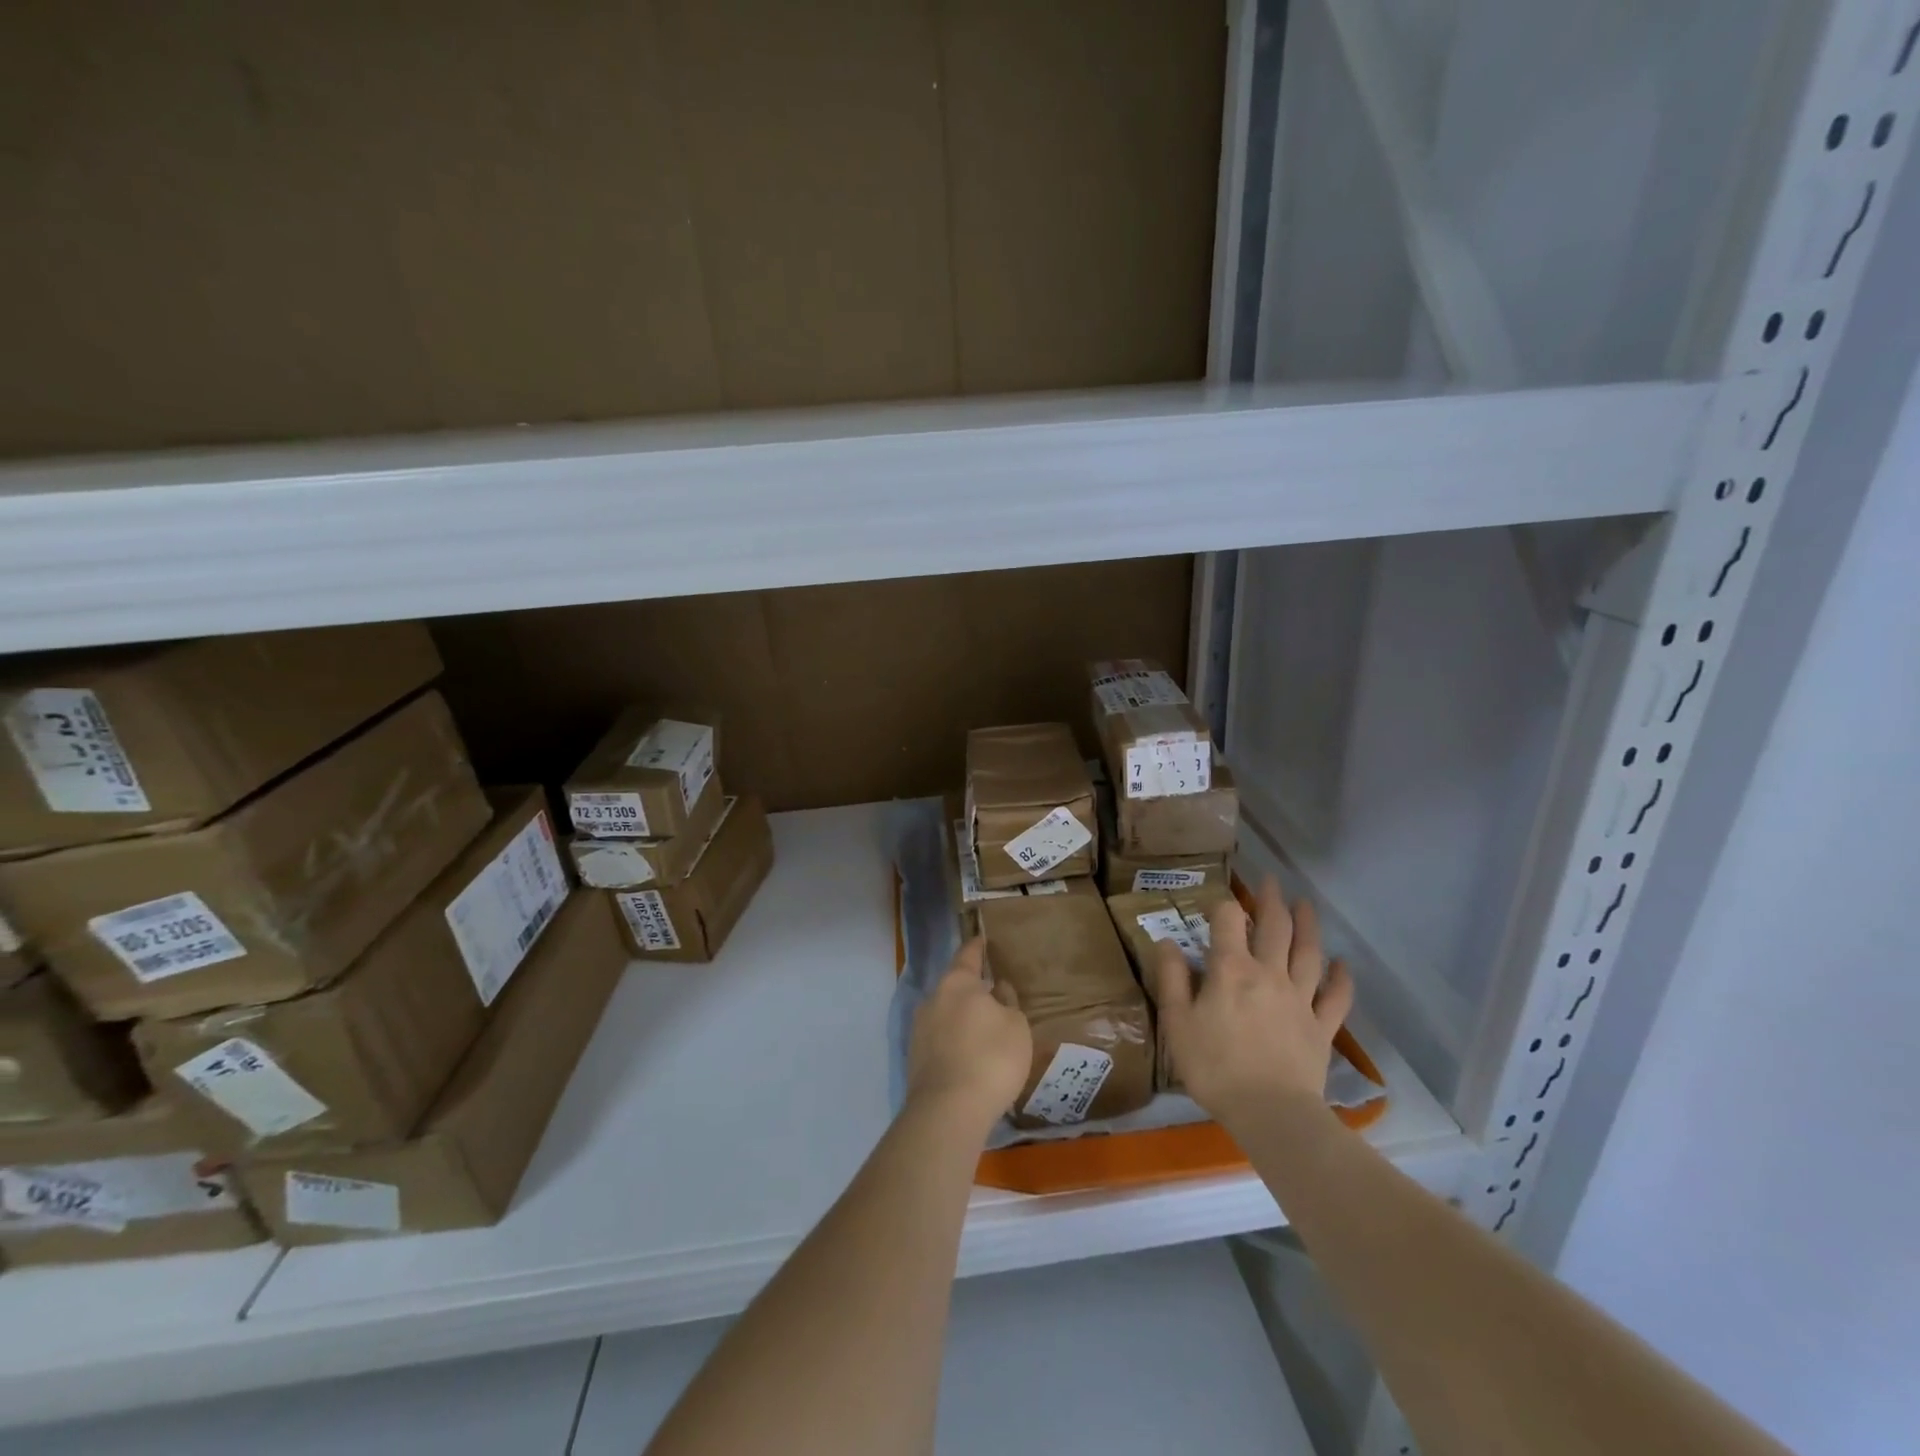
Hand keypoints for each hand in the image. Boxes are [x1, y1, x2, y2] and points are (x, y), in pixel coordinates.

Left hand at [908, 938, 1032, 1136]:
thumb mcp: (1016, 1026)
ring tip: (983, 1031)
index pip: (967, 955)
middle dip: (971, 990)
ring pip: (945, 1014)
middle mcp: (932, 998)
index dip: (977, 947)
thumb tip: (997, 990)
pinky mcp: (915, 1058)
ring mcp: (919, 1029)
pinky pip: (939, 1040)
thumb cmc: (991, 1058)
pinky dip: (954, 1042)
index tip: (982, 939)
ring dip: (961, 1018)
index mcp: (957, 983)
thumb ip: (1008, 1003)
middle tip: (992, 995)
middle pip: (954, 986)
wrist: (948, 1111)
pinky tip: (969, 1057)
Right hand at [1153, 879, 1353, 1130]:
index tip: (1219, 902)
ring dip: (1308, 925)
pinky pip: (1335, 997)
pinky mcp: (1321, 1027)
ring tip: (1306, 904)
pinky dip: (1341, 978)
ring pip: (1308, 953)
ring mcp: (1300, 999)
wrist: (1270, 1112)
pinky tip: (1342, 964)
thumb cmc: (1214, 1067)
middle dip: (1271, 901)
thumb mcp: (1177, 1023)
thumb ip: (1172, 979)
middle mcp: (1268, 973)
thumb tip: (1166, 942)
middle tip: (1271, 881)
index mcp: (1231, 970)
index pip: (1228, 922)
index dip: (1223, 907)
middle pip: (1274, 928)